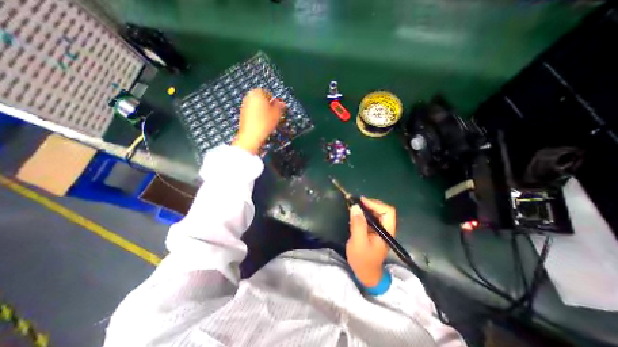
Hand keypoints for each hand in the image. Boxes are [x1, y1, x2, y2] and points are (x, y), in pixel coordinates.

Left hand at [231, 89, 286, 152]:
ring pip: (257, 106)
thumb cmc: (264, 123)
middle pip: (262, 99)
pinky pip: (253, 112)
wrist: (250, 136)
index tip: (278, 110)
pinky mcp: (242, 113)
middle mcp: (249, 96)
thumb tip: (281, 103)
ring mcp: (244, 105)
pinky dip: (257, 116)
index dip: (275, 102)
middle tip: (274, 115)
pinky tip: (262, 123)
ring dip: (263, 111)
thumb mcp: (276, 114)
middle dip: (268, 106)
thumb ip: (279, 106)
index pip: (269, 94)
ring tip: (268, 121)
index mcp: (257, 93)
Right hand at [347, 197, 395, 288]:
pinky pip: (370, 217)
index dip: (376, 204)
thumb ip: (358, 224)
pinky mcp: (373, 231)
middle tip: (356, 203)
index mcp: (386, 231)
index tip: (361, 201)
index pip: (388, 211)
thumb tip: (356, 206)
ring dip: (366, 207)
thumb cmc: (362, 260)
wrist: (365, 274)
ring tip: (354, 206)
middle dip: (370, 204)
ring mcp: (380, 230)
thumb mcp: (358, 242)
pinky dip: (363, 213)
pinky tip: (355, 214)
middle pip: (383, 210)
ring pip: (376, 212)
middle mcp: (385, 228)